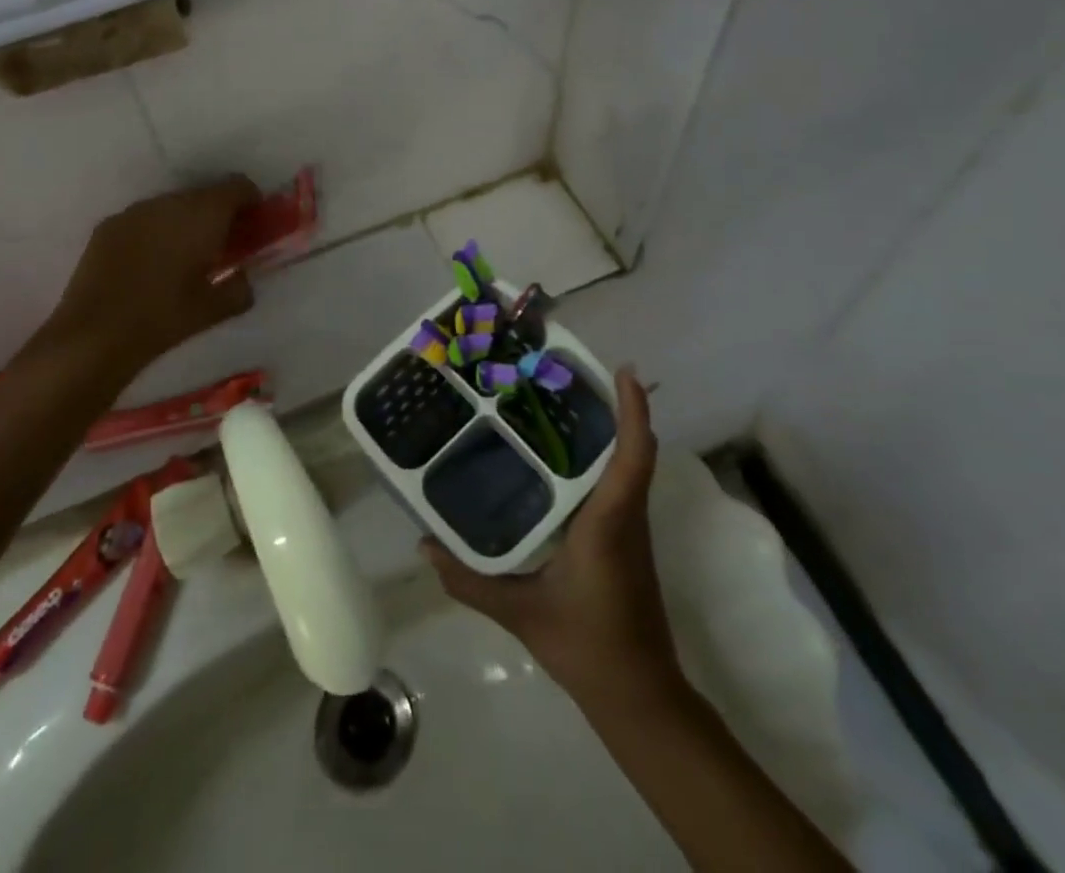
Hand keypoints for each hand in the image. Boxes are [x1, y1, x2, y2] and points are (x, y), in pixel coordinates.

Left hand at [23, 177, 262, 380]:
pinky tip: (151, 264)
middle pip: (205, 194)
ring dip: (186, 222)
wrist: (94, 335)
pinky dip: (157, 231)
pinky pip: (145, 219)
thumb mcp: (215, 310)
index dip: (251, 201)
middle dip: (219, 214)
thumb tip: (243, 278)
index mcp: (203, 215)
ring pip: (173, 205)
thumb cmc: (163, 318)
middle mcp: (169, 202)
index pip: (238, 186)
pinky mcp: (109, 225)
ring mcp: (135, 211)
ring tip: (185, 257)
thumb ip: (240, 288)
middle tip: (222, 246)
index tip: (253, 226)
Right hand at [424, 368, 680, 705]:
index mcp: (608, 522)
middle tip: (567, 375)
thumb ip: (468, 580)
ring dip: (607, 430)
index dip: (632, 411)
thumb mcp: (520, 613)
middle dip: (612, 406)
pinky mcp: (626, 540)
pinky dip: (601, 458)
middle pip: (631, 449)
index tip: (622, 370)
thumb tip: (425, 545)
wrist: (639, 695)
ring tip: (560, 404)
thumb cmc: (586, 645)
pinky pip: (618, 484)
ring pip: (627, 465)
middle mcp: (626, 515)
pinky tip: (559, 458)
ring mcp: (630, 528)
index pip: (632, 456)